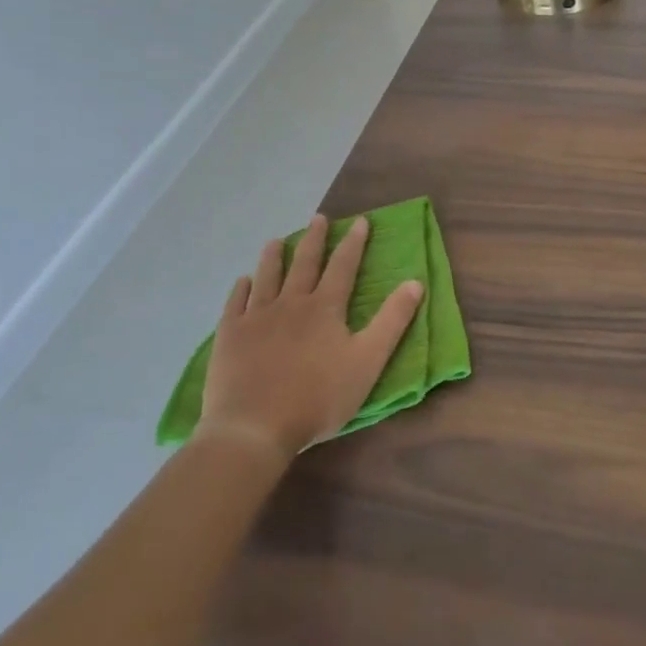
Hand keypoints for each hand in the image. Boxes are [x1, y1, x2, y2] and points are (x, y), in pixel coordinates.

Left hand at [198, 215, 424, 456]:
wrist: (254, 426)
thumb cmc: (318, 397)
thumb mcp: (368, 361)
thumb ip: (392, 321)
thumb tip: (415, 282)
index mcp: (325, 308)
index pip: (343, 266)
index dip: (354, 243)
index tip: (360, 221)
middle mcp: (290, 303)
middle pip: (304, 263)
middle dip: (314, 239)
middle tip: (318, 218)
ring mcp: (255, 317)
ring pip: (266, 277)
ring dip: (273, 257)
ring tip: (275, 240)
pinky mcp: (229, 336)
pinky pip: (235, 303)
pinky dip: (241, 289)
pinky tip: (242, 282)